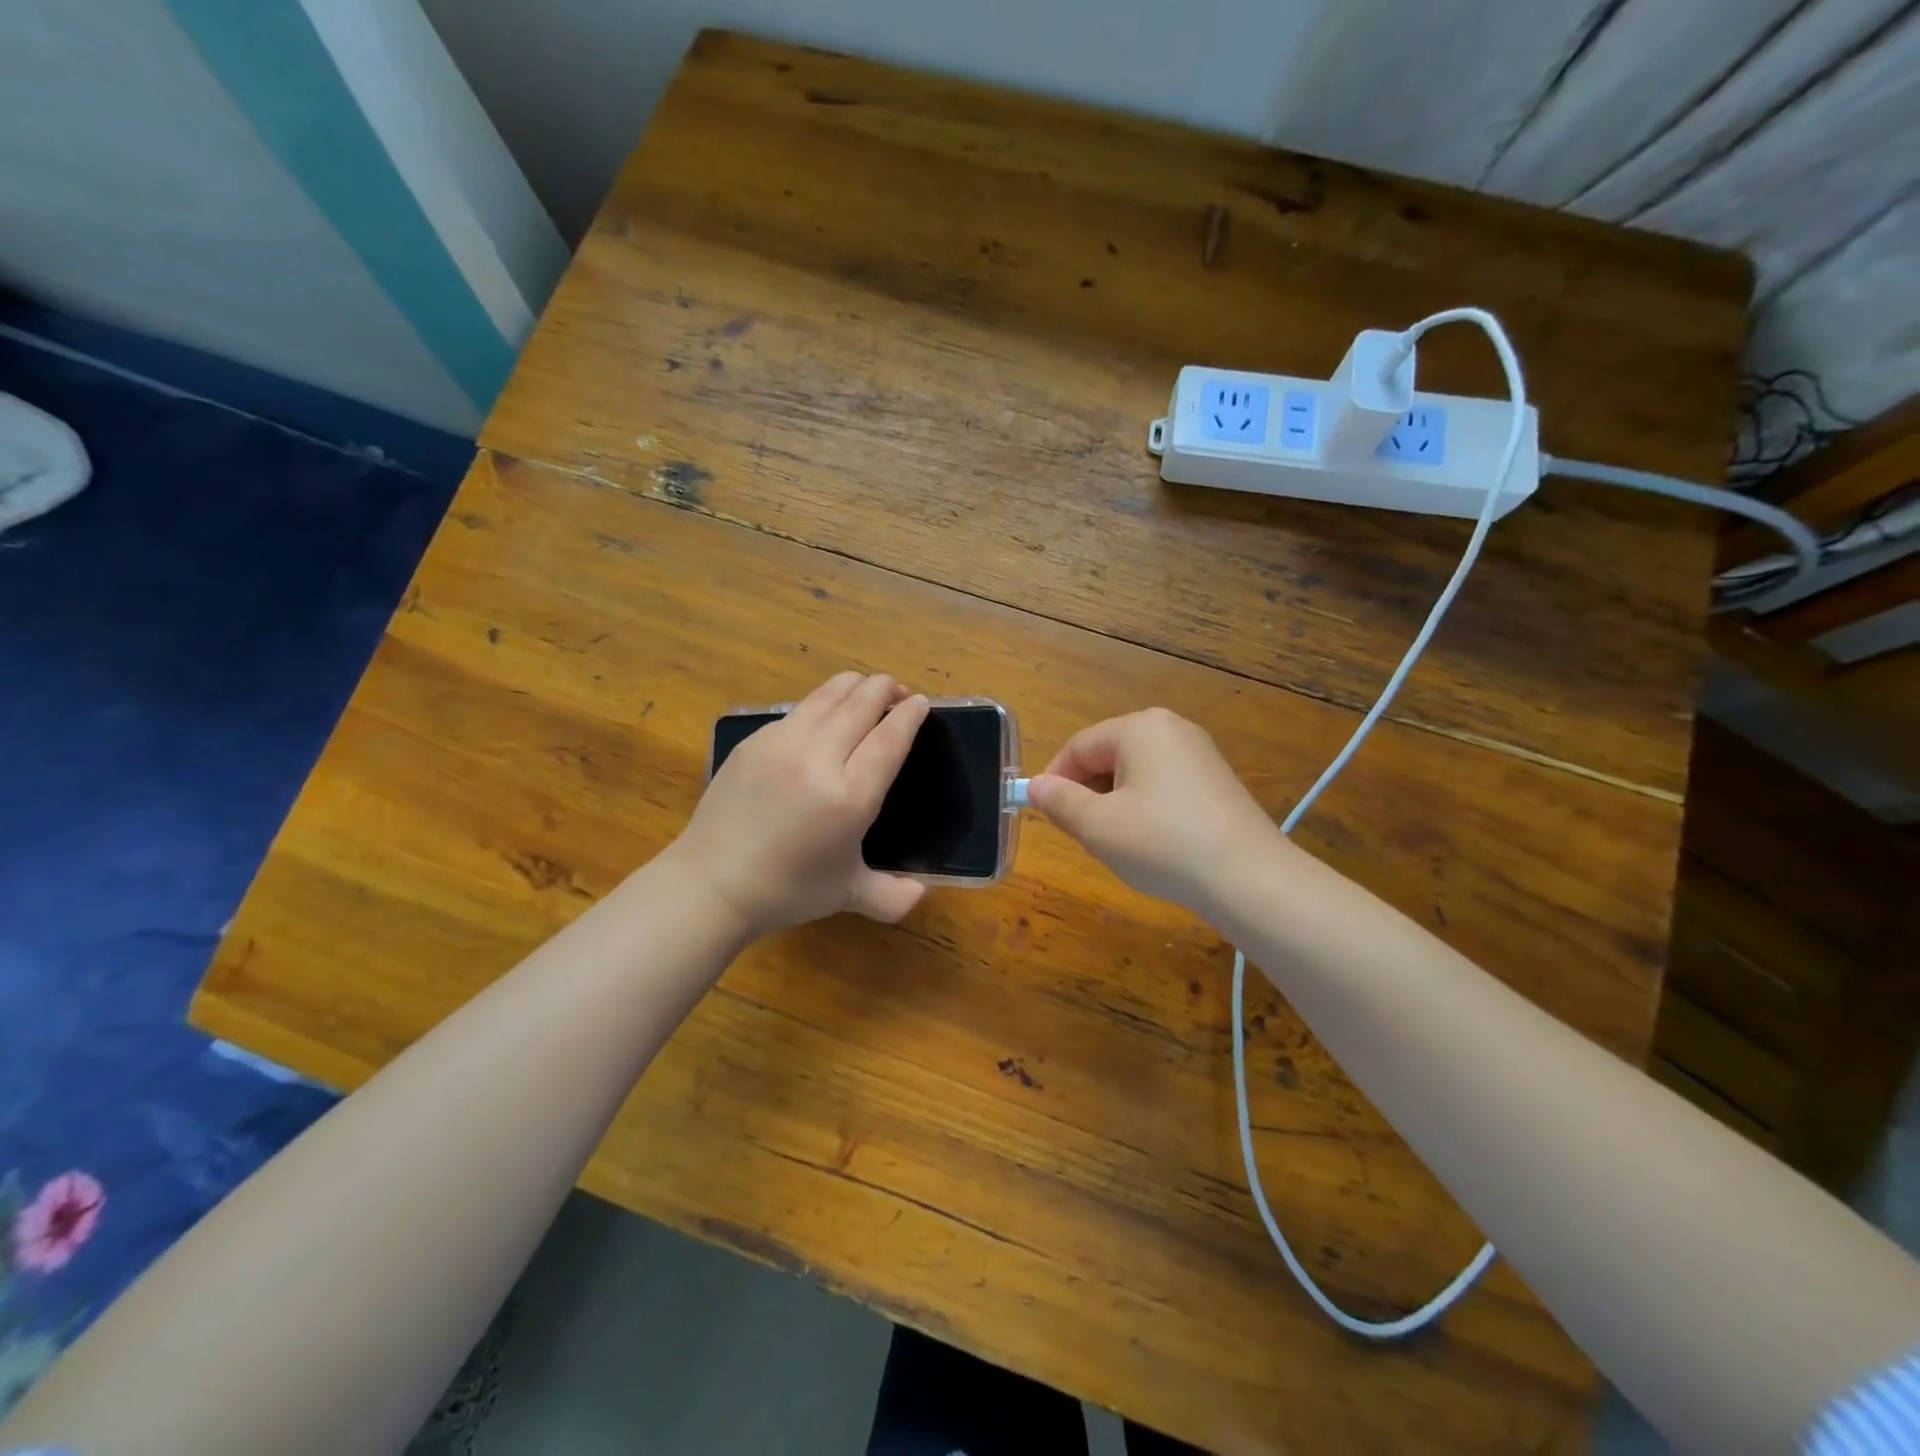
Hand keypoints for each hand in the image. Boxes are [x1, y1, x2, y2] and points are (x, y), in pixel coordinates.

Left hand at [671, 672, 930, 937]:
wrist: (711, 884)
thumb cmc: (787, 890)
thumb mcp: (847, 894)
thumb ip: (892, 897)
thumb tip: (921, 894)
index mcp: (850, 797)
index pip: (890, 738)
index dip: (910, 715)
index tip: (922, 703)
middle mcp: (819, 759)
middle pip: (861, 704)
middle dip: (886, 689)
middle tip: (898, 690)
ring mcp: (782, 744)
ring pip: (828, 695)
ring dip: (854, 686)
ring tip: (866, 689)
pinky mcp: (755, 741)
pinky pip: (798, 710)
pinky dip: (821, 702)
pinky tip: (824, 714)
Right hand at [1026, 708, 1287, 914]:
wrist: (1249, 878)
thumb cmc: (1161, 843)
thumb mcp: (1097, 826)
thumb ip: (1059, 801)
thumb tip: (1035, 786)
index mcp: (1139, 727)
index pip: (1078, 746)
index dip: (1054, 780)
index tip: (1045, 815)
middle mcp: (1171, 728)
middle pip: (1108, 755)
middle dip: (1087, 792)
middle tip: (1081, 833)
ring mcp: (1199, 753)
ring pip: (1135, 772)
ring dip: (1114, 803)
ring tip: (1117, 842)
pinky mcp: (1216, 781)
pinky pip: (1163, 785)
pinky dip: (1145, 808)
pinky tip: (1151, 842)